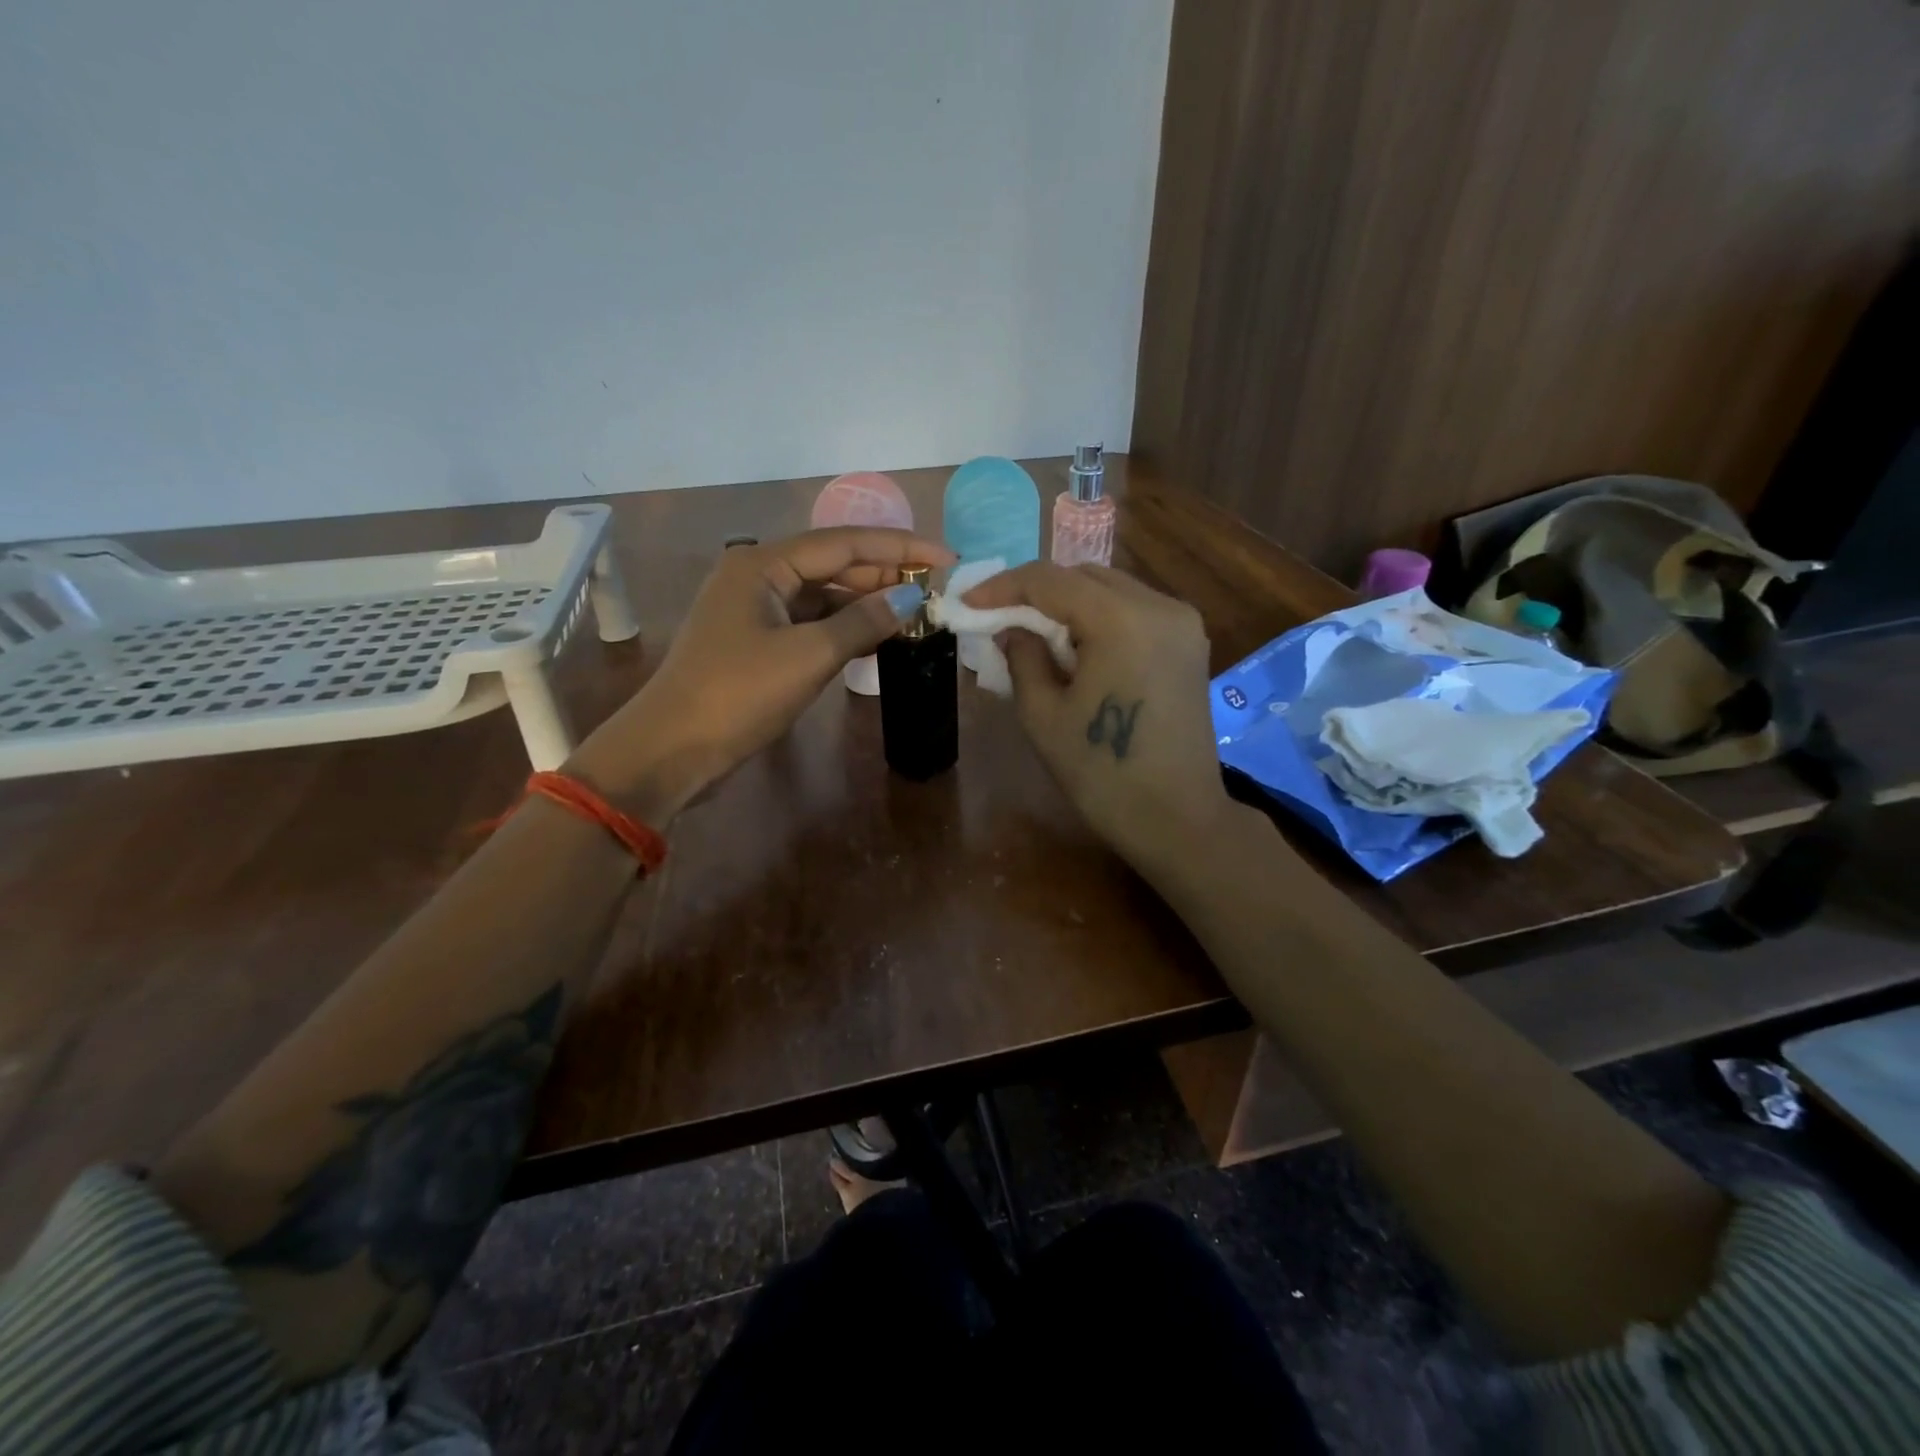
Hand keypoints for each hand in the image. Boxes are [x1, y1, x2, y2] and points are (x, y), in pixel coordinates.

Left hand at [572, 527, 953, 820]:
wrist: (672, 750)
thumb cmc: (738, 695)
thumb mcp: (809, 656)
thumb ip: (863, 622)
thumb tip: (911, 600)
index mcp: (763, 564)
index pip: (845, 542)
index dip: (900, 548)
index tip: (947, 559)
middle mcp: (757, 576)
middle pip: (833, 564)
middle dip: (884, 576)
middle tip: (935, 591)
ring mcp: (754, 611)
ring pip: (823, 596)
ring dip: (866, 605)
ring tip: (914, 616)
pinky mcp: (756, 643)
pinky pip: (810, 624)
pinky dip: (843, 630)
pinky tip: (875, 641)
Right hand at [963, 562, 1240, 872]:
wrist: (1177, 819)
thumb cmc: (1102, 773)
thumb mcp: (1043, 716)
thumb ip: (1022, 658)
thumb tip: (1011, 629)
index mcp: (1122, 620)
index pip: (1051, 580)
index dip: (1003, 586)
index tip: (968, 604)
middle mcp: (1160, 606)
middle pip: (1085, 576)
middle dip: (1037, 593)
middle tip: (999, 620)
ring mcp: (1182, 623)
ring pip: (1112, 589)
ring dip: (1069, 604)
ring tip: (1035, 637)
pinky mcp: (1190, 643)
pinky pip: (1135, 611)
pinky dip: (1099, 618)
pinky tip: (1077, 649)